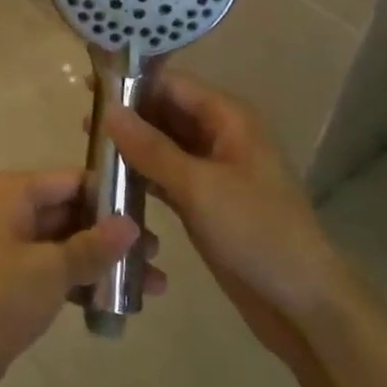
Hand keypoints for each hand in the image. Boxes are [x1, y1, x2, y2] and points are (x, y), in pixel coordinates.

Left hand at [0, 170, 159, 386]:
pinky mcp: (4, 282)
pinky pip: (50, 270)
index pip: (70, 179)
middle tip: (157, 255)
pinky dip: (79, 282)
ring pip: (62, 244)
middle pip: (68, 210)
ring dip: (102, 262)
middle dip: (111, 233)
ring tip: (152, 284)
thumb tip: (131, 224)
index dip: (110, 194)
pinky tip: (115, 303)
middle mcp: (5, 210)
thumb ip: (94, 245)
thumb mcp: (51, 270)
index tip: (152, 213)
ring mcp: (3, 247)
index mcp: (10, 192)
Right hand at [103, 73, 343, 362]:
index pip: (173, 84)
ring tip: (89, 148)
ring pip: (165, 145)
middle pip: (167, 112)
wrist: (304, 303)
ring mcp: (214, 170)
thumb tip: (109, 110)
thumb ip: (151, 148)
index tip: (90, 88)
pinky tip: (111, 181)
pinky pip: (167, 176)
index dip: (132, 83)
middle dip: (129, 115)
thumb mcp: (199, 187)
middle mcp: (221, 135)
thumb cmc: (256, 232)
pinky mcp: (206, 201)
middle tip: (83, 123)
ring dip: (132, 146)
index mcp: (229, 118)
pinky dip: (142, 175)